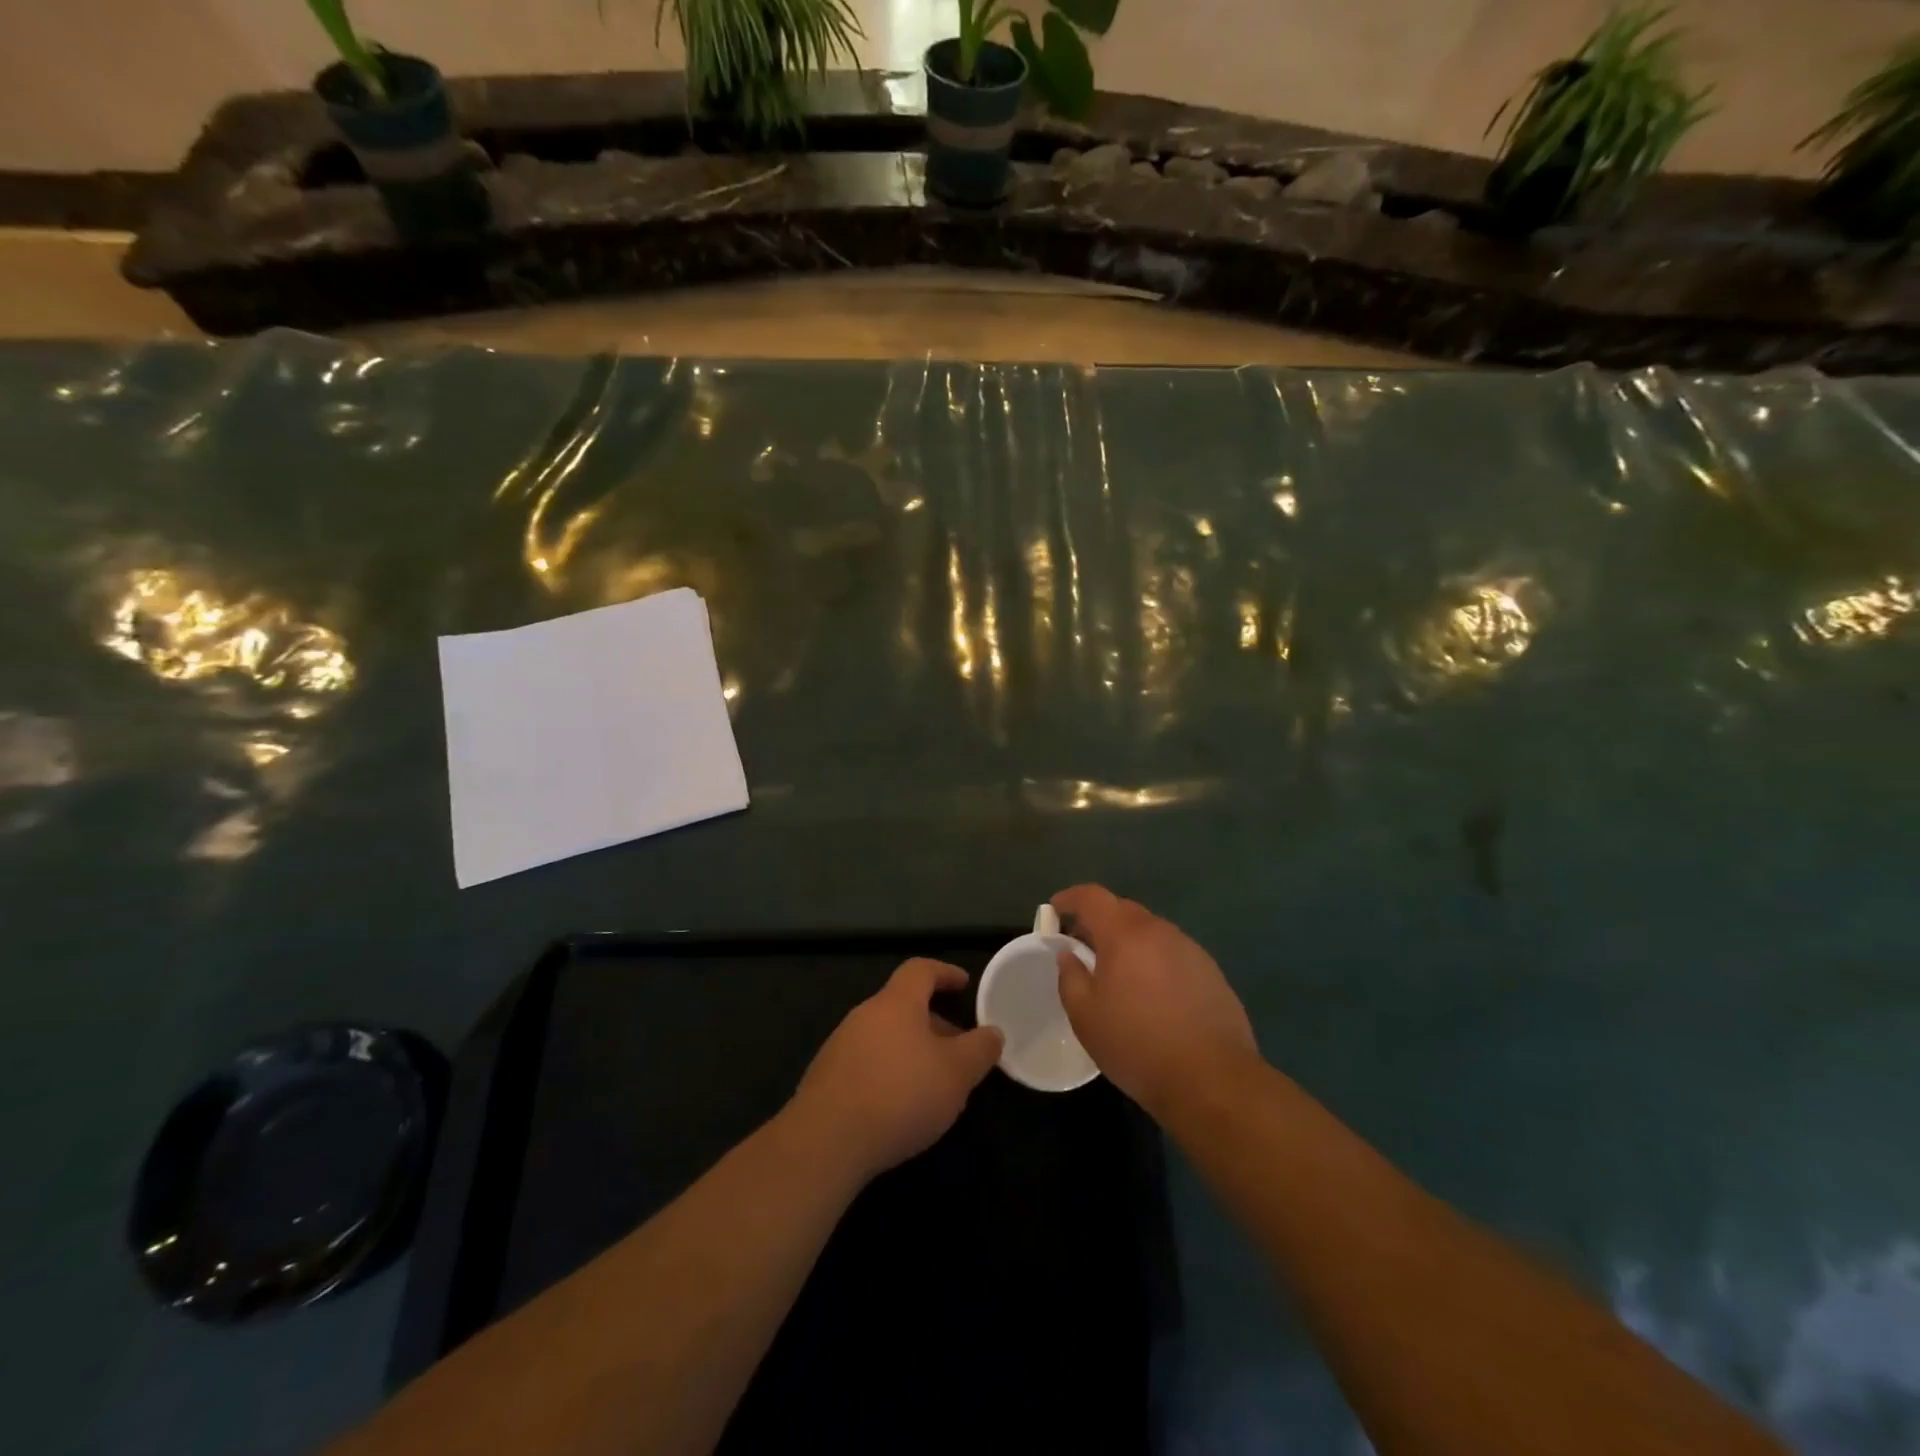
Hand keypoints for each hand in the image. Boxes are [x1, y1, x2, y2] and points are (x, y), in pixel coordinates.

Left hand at [790, 959, 1003, 1183]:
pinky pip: (868, 1063)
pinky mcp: (827, 1079)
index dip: (944, 972)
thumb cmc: (899, 1095)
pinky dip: (890, 1073)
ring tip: (935, 1084)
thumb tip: (993, 1032)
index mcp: (896, 1003)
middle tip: (959, 1048)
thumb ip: (980, 1049)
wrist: (825, 1143)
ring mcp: (840, 1046)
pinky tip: (901, 1107)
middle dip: (934, 1023)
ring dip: (913, 1051)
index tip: (964, 984)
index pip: (920, 970)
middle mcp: (864, 1015)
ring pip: (886, 1037)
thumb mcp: (956, 1073)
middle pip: (904, 1006)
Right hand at [1052, 884, 1256, 1120]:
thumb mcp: (1085, 1017)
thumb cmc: (1137, 1045)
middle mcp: (1159, 931)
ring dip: (1129, 942)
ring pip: (1150, 932)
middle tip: (1082, 946)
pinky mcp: (1211, 972)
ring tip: (1117, 973)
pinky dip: (1154, 961)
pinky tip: (1152, 994)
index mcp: (1125, 934)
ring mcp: (1190, 950)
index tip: (1055, 909)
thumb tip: (1069, 955)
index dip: (1070, 898)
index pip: (1093, 896)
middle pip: (1123, 910)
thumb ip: (1070, 977)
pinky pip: (1172, 953)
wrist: (1212, 1079)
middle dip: (1099, 921)